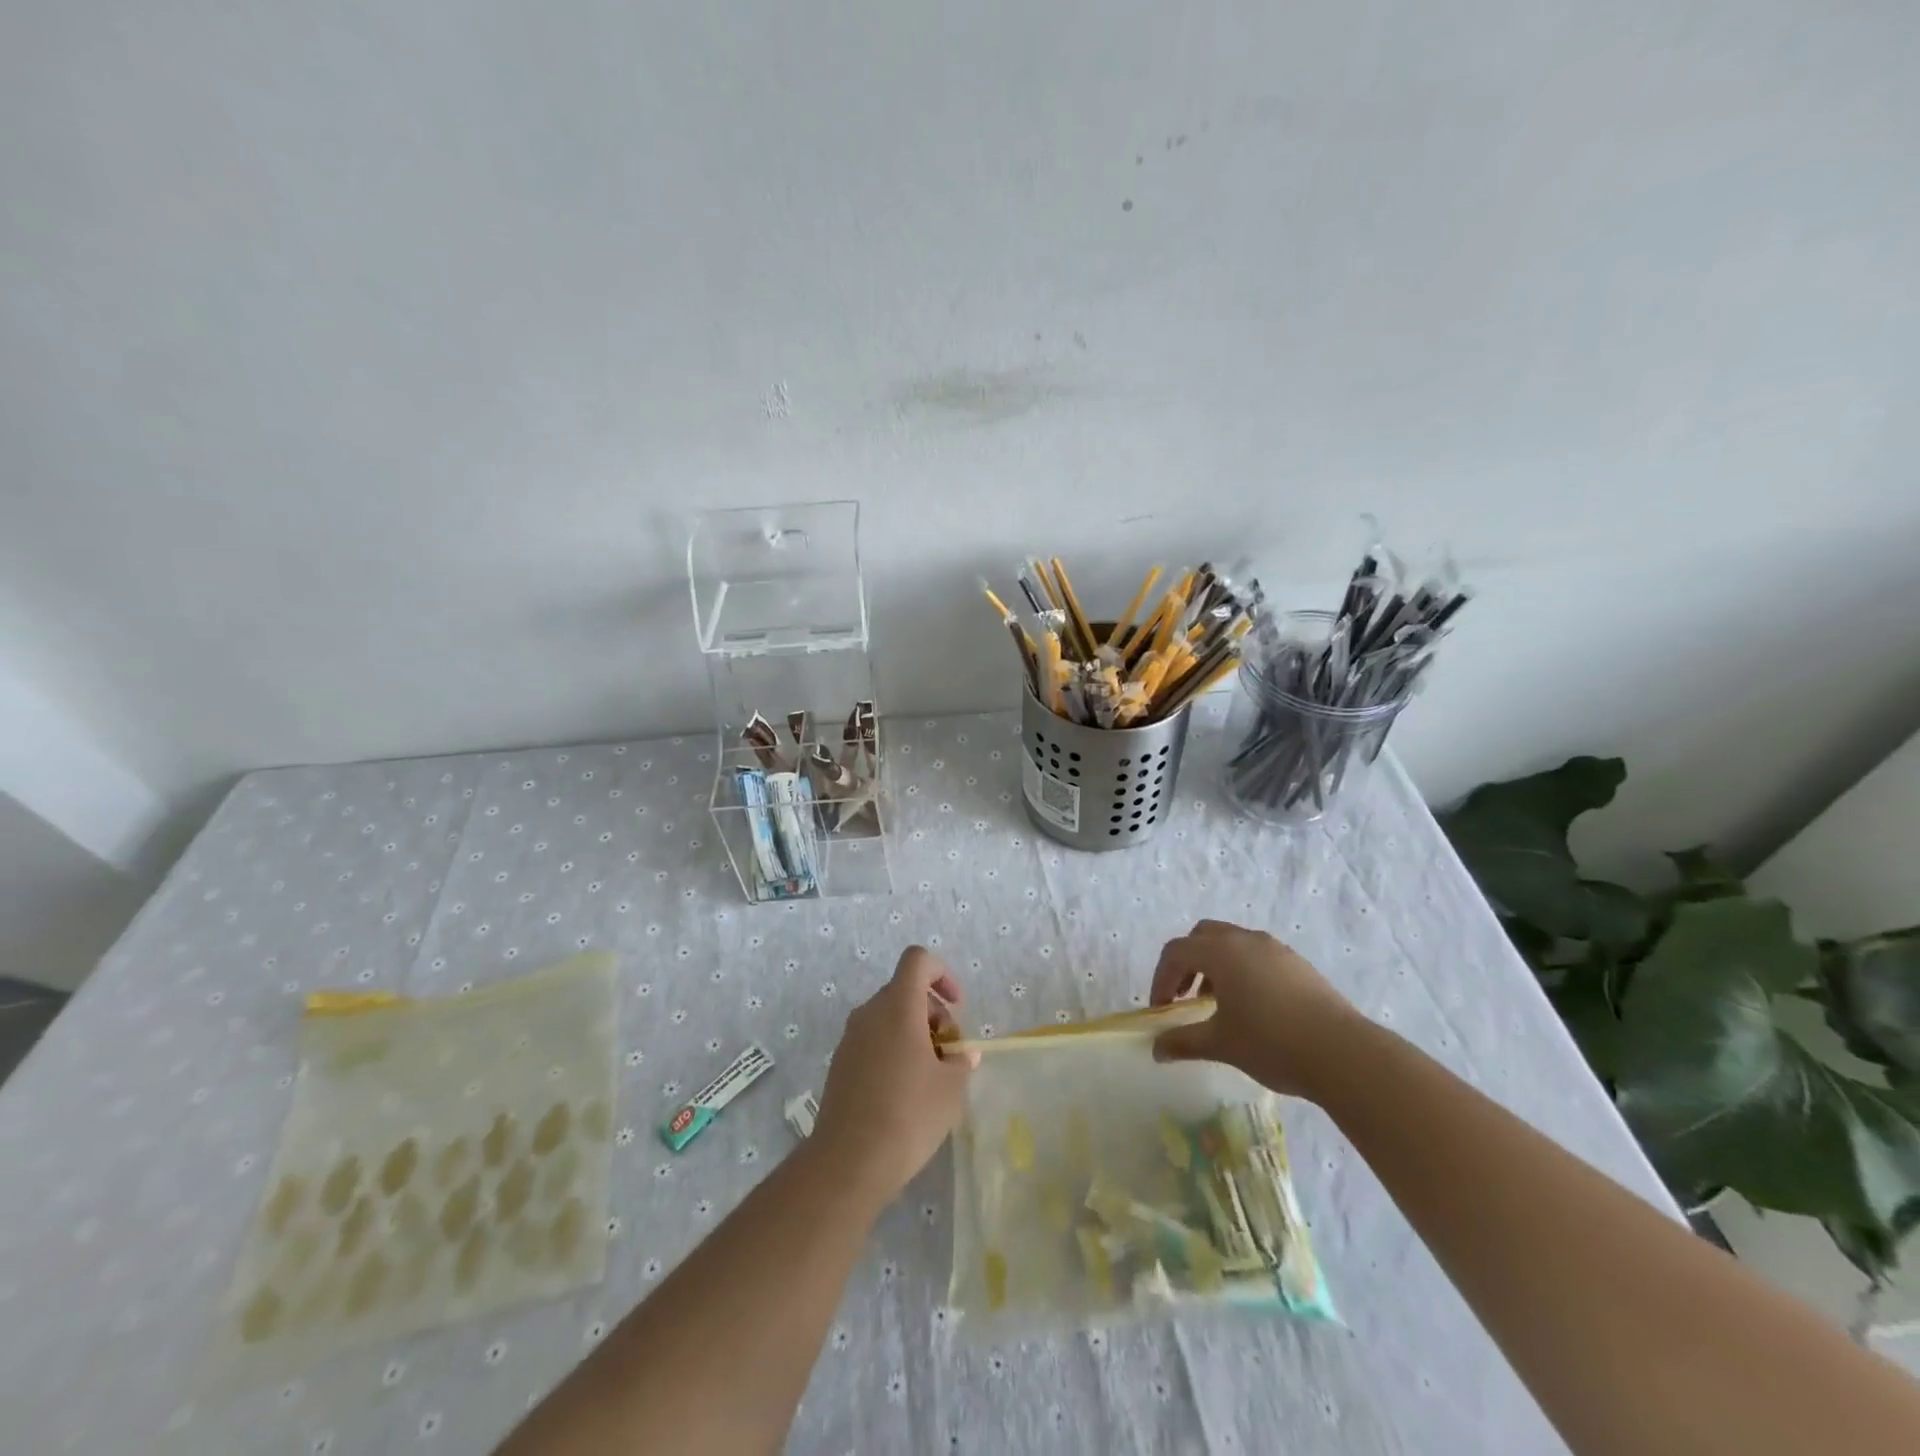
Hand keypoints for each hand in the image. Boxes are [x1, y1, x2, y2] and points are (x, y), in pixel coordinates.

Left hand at [811, 946, 974, 1210]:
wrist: (849, 1161)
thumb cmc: (908, 1114)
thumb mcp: (951, 1089)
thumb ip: (961, 1061)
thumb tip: (963, 1055)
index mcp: (898, 1006)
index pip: (917, 960)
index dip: (942, 973)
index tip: (956, 1007)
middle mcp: (870, 1012)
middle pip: (904, 990)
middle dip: (932, 1011)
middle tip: (949, 1051)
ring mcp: (850, 1038)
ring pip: (887, 1017)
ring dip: (913, 1032)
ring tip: (930, 1075)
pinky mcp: (840, 1064)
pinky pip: (872, 1040)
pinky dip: (893, 1050)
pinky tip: (904, 1092)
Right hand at [1150, 920, 1362, 1098]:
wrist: (1343, 1054)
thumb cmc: (1271, 1043)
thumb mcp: (1220, 1044)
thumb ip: (1183, 1042)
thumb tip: (1157, 1049)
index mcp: (1221, 952)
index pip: (1176, 952)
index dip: (1161, 978)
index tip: (1162, 1009)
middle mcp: (1245, 940)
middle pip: (1202, 936)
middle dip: (1187, 963)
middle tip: (1184, 996)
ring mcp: (1275, 949)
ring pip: (1232, 942)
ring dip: (1215, 965)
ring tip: (1217, 1003)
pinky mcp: (1298, 963)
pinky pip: (1257, 954)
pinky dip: (1242, 969)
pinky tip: (1252, 1006)